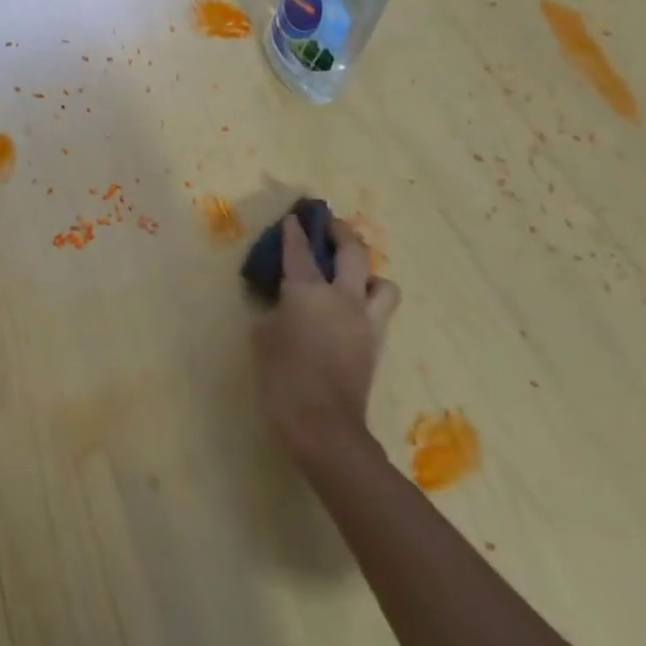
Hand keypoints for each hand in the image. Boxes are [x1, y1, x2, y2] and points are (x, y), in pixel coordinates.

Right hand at [251, 214, 399, 464]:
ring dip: (368, 272)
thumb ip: (273, 314)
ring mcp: (365, 322)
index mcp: (309, 292)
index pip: (300, 252)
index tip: (294, 217)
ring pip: (382, 282)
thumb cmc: (283, 379)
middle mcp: (343, 298)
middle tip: (329, 225)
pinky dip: (369, 301)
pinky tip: (350, 309)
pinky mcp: (375, 345)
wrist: (324, 428)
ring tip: (351, 275)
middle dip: (341, 233)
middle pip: (353, 253)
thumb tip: (281, 307)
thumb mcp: (262, 340)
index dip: (295, 232)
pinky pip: (380, 311)